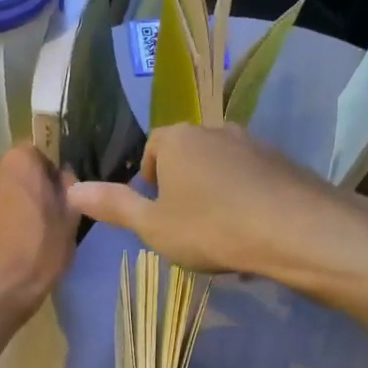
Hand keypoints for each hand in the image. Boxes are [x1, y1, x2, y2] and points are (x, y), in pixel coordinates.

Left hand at [0, 144, 78, 317]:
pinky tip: (19, 239)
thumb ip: (70, 190)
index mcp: (20, 160)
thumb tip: (65, 178)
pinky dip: (8, 216)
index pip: (43, 151)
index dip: (56, 172)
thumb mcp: (69, 220)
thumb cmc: (39, 250)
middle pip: (23, 170)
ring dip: (22, 201)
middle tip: (55, 212)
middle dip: (37, 185)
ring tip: (38, 230)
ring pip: (8, 188)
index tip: (67, 194)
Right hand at [67, 124, 367, 278]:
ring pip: (223, 168)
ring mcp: (254, 144)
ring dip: (217, 195)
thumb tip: (72, 191)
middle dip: (184, 186)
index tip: (157, 211)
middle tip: (186, 226)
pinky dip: (247, 201)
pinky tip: (253, 235)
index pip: (153, 146)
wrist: (294, 230)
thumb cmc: (210, 228)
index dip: (150, 177)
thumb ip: (114, 206)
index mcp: (178, 139)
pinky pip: (254, 180)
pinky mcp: (284, 163)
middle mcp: (215, 131)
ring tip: (221, 236)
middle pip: (189, 154)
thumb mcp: (153, 226)